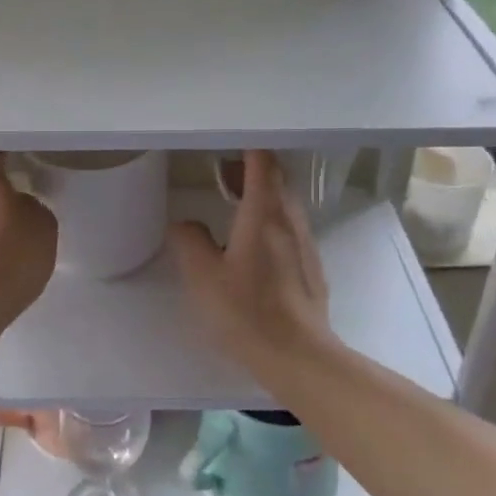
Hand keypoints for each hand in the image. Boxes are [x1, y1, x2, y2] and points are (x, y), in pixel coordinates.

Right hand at [169, 150, 334, 375]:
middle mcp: (289, 220)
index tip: (226, 139)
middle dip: (250, 167)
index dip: (246, 146)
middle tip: (221, 169)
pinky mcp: (310, 264)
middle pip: (275, 178)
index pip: (262, 162)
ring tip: (231, 201)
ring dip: (260, 193)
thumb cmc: (246, 312)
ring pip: (283, 202)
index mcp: (264, 214)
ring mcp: (304, 242)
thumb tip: (185, 223)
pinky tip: (249, 241)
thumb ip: (189, 241)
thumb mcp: (203, 277)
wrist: (298, 356)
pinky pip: (288, 225)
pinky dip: (269, 217)